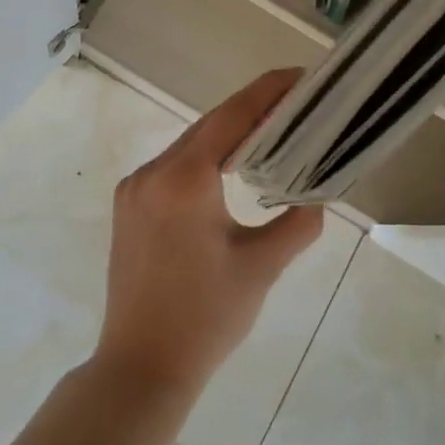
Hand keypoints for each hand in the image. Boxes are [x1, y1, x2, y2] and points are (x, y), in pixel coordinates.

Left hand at [94, 70, 323, 401]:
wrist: (141, 367)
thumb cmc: (206, 318)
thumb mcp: (261, 267)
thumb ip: (298, 223)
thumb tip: (316, 197)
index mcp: (184, 180)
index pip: (232, 117)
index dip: (268, 93)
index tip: (299, 77)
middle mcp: (152, 173)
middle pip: (209, 127)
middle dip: (252, 113)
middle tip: (295, 106)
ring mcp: (134, 189)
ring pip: (189, 146)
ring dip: (227, 137)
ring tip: (271, 133)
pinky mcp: (128, 207)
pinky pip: (172, 168)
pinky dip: (204, 160)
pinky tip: (229, 169)